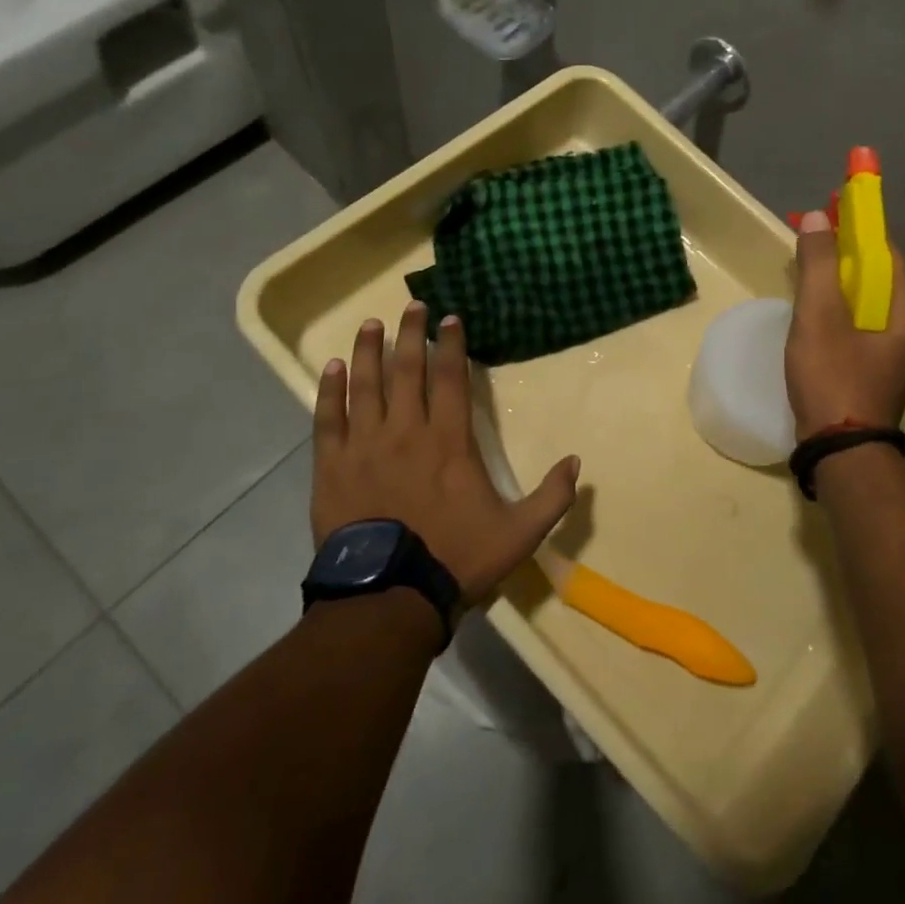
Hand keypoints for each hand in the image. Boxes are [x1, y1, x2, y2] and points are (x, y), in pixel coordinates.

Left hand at [312, 303, 580, 605]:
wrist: (388, 598)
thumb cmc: (455, 559)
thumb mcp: (519, 534)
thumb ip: (552, 497)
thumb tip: (576, 461)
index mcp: (448, 441)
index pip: (449, 378)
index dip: (451, 344)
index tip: (450, 318)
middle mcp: (405, 431)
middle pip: (406, 369)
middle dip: (411, 333)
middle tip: (413, 305)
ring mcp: (364, 446)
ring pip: (365, 385)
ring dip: (369, 351)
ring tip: (370, 324)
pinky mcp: (332, 466)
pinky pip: (328, 418)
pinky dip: (330, 390)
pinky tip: (331, 367)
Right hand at [786, 210, 904, 438]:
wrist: (841, 450)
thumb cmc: (833, 377)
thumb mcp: (820, 316)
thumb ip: (818, 263)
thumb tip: (819, 218)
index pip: (884, 247)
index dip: (856, 221)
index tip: (829, 200)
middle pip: (874, 269)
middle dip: (842, 245)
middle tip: (808, 227)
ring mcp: (894, 346)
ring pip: (864, 294)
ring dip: (836, 272)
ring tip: (804, 257)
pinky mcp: (876, 362)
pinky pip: (857, 316)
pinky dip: (836, 300)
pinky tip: (812, 299)